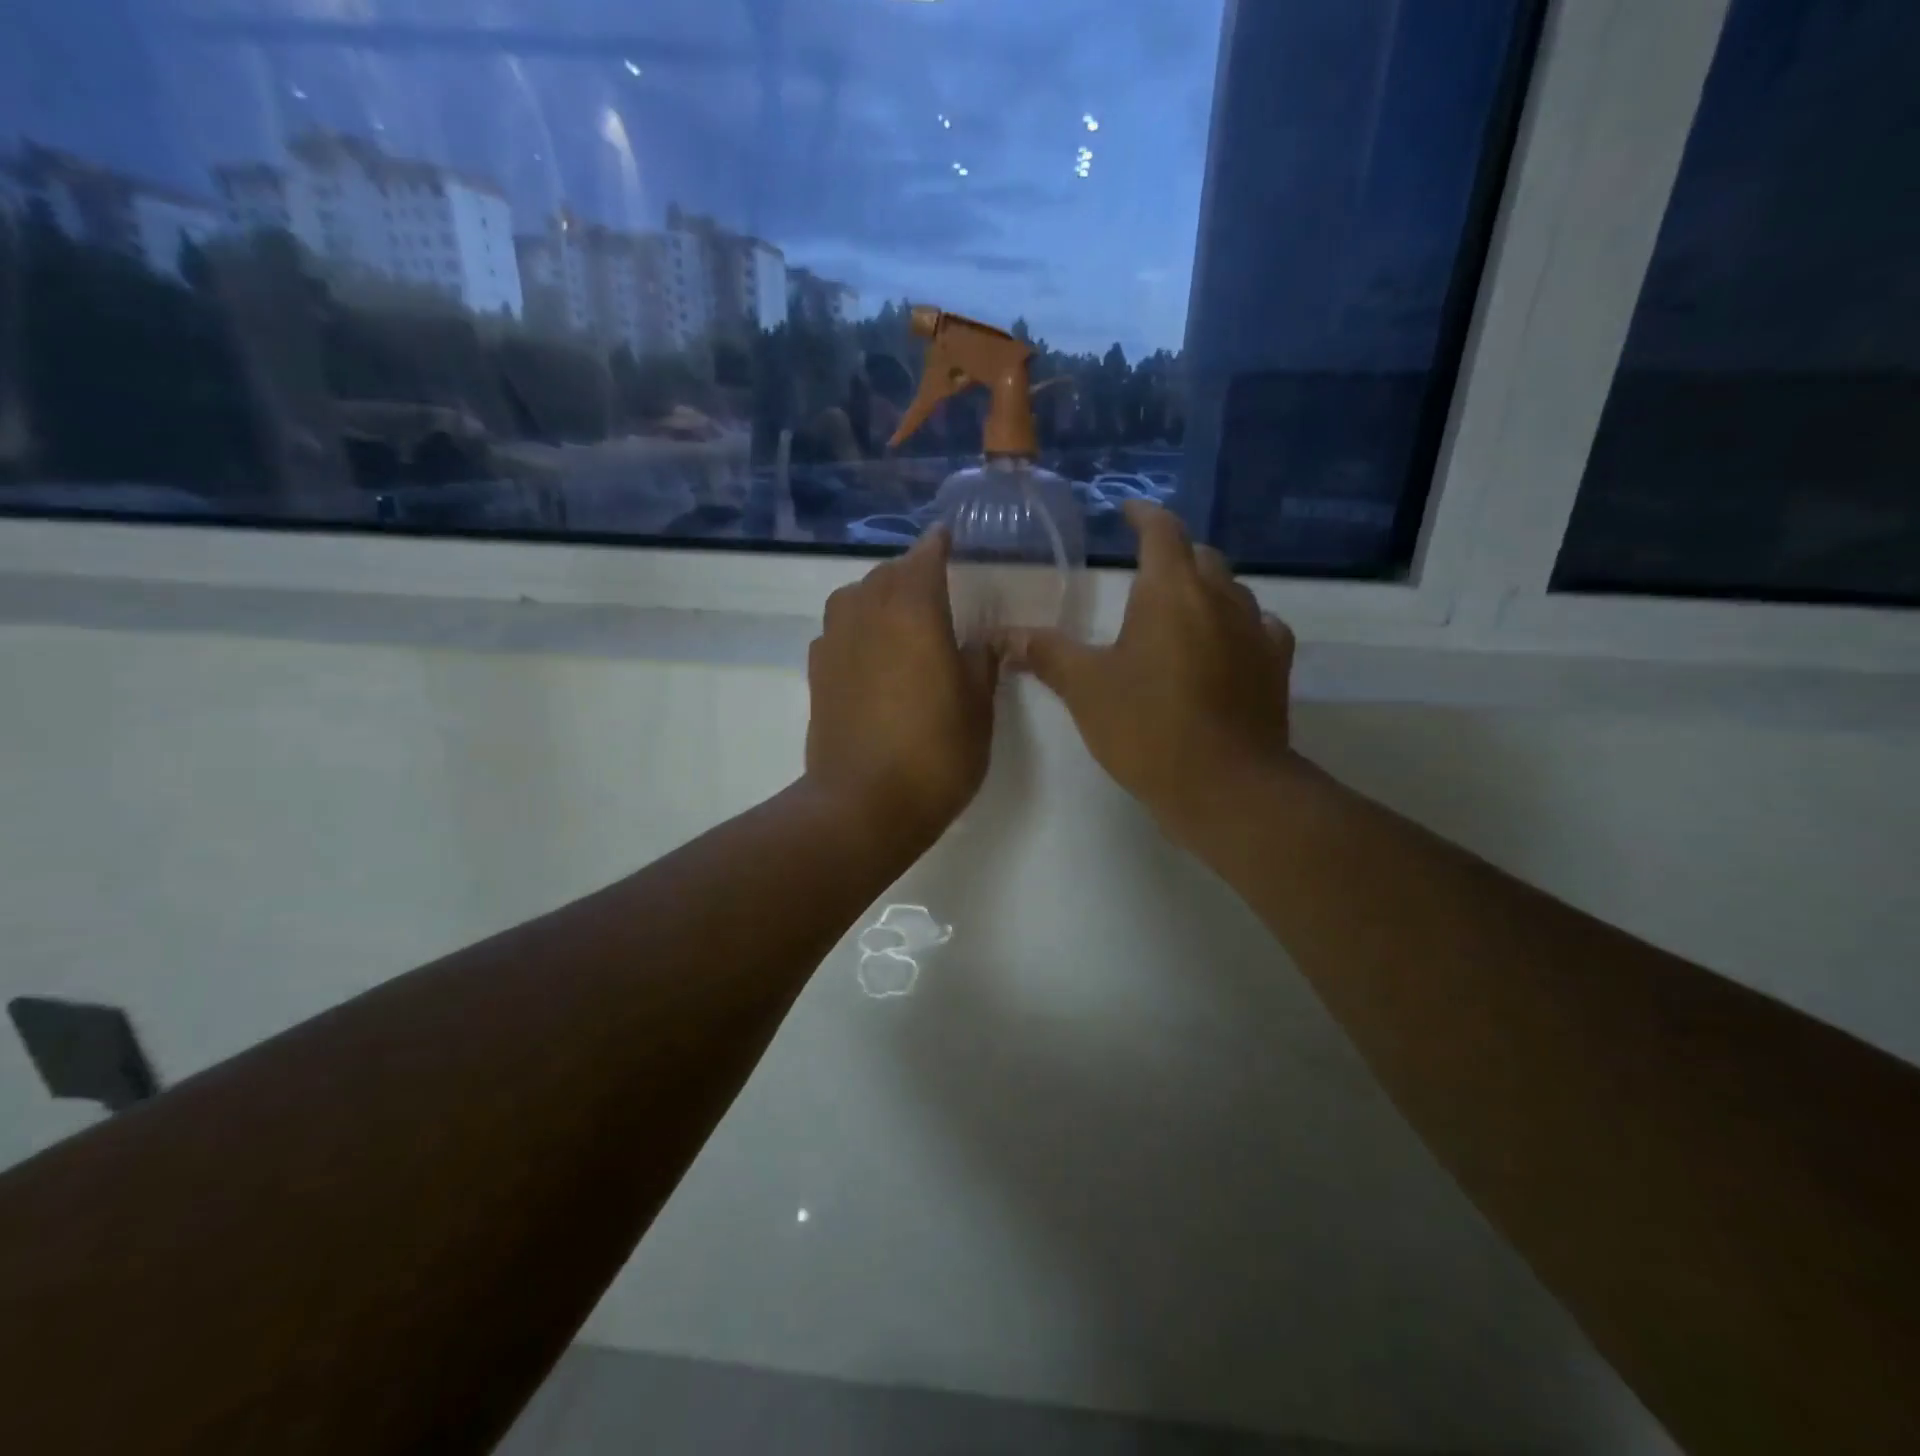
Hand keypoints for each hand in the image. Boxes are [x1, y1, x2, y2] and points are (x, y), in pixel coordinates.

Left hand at [805, 527, 998, 845]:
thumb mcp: (978, 708)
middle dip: (910, 571)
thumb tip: (983, 641)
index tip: (948, 537)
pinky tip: (870, 652)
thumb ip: (982, 663)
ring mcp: (835, 643)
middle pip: (886, 573)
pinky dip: (855, 626)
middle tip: (934, 586)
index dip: (938, 545)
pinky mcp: (817, 673)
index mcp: (914, 611)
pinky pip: (837, 629)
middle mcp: (867, 613)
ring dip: (878, 595)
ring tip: (900, 615)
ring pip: (854, 597)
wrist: (863, 804)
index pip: (925, 558)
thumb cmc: (935, 754)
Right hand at [1009, 501, 1296, 839]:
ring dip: (1205, 589)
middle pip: (1199, 556)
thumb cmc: (1147, 726)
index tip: (1128, 511)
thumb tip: (1003, 636)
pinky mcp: (1275, 665)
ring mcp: (1255, 630)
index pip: (1162, 531)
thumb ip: (1046, 653)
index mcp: (1171, 591)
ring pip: (1231, 590)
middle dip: (1173, 554)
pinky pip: (1259, 627)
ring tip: (1180, 609)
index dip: (1143, 514)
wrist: (1224, 784)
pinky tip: (1224, 644)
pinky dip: (1237, 625)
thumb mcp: (1085, 688)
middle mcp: (1220, 597)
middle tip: (1145, 570)